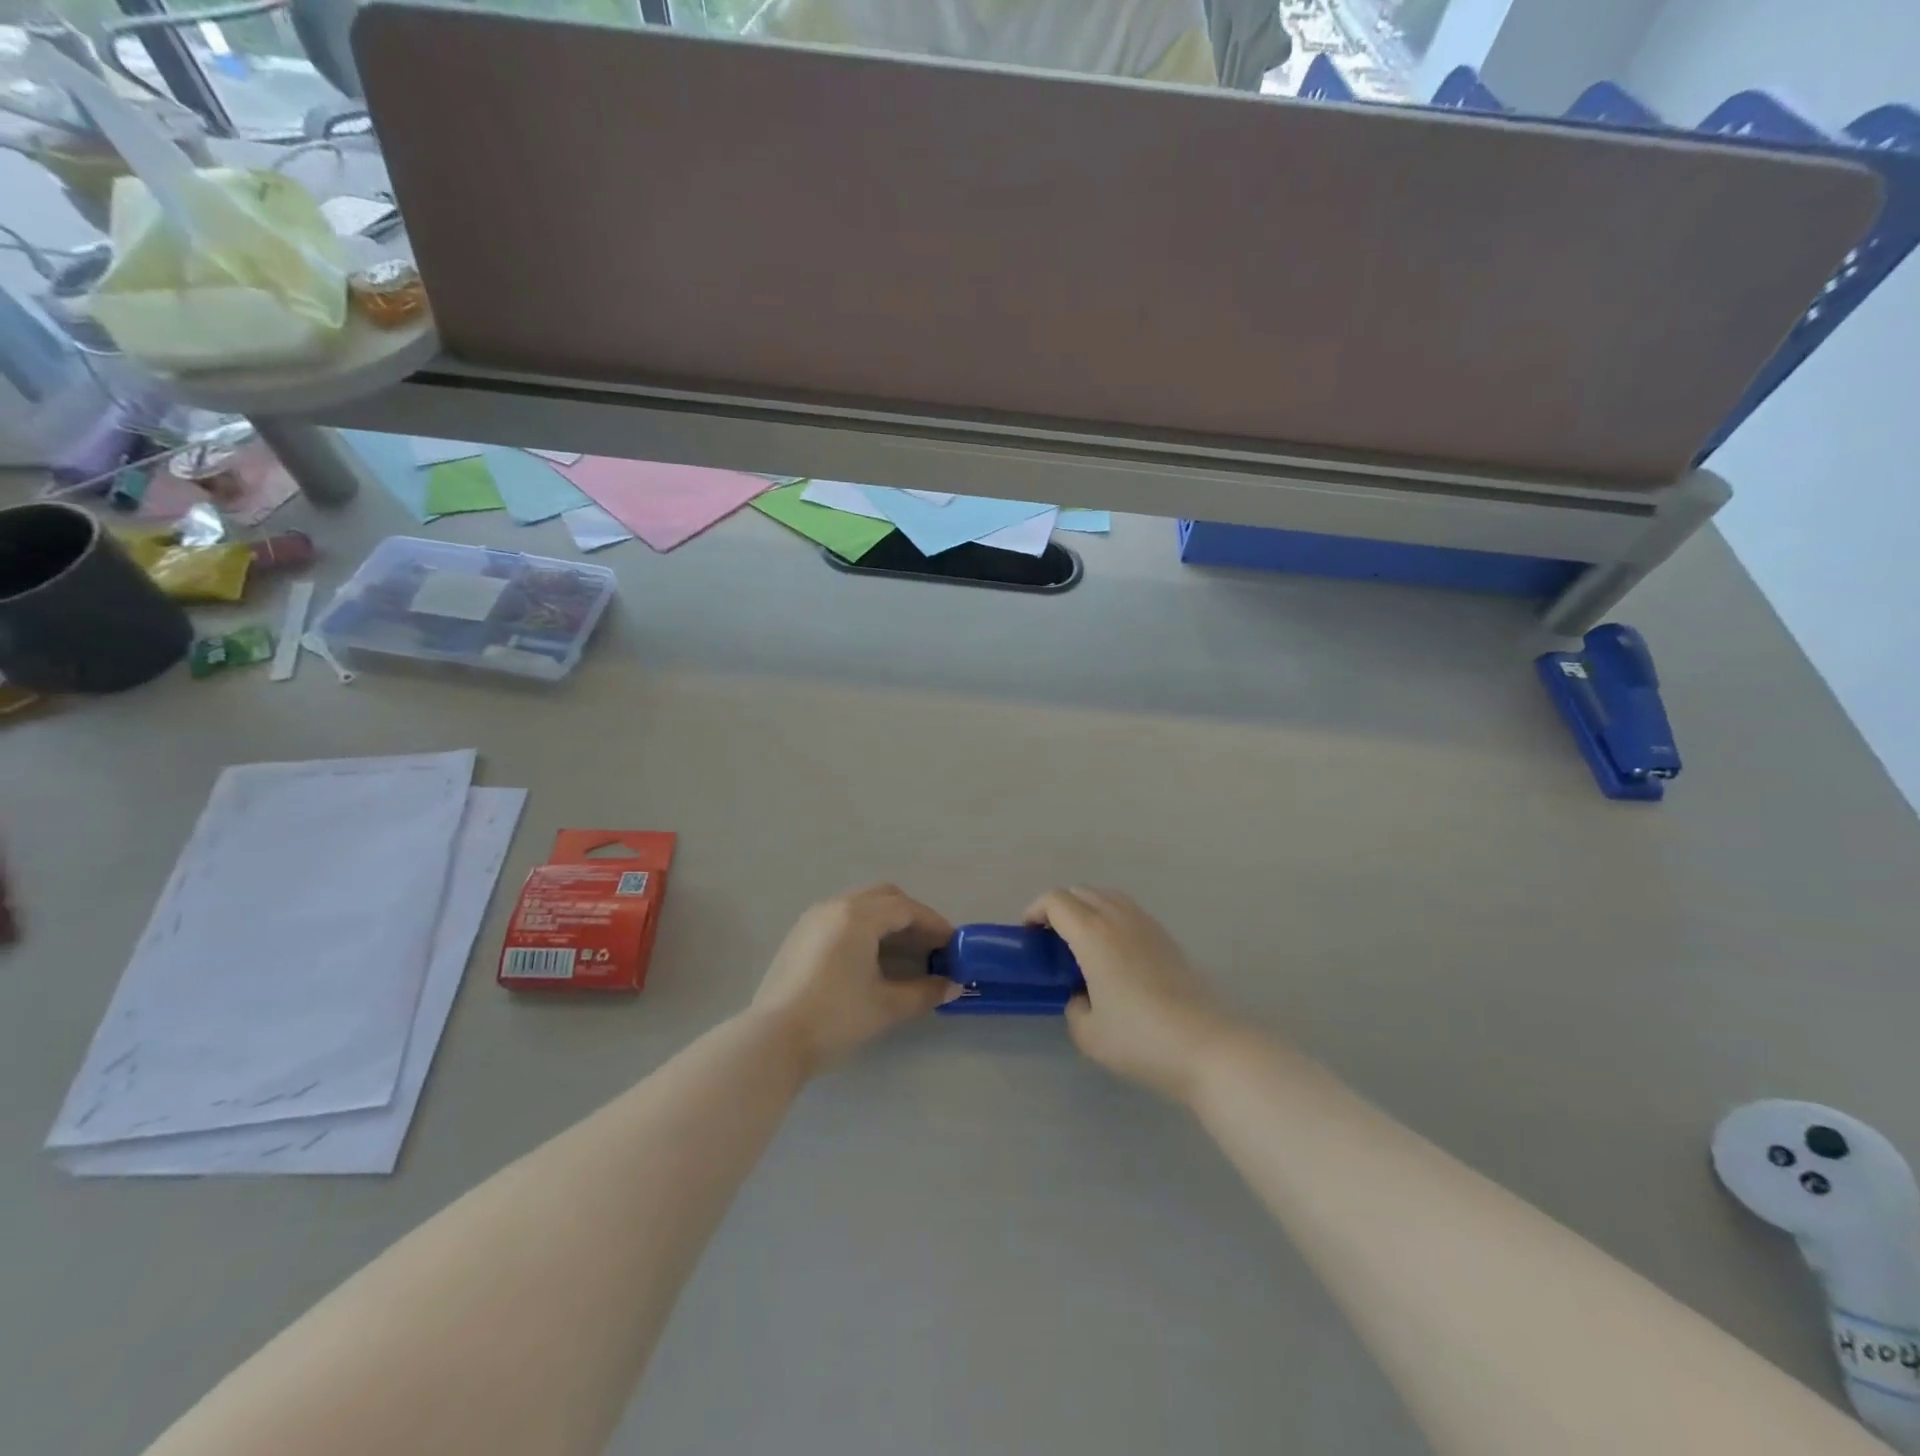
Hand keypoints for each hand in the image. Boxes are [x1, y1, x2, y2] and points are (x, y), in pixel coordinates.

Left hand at [751, 884, 957, 1073]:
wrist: (772, 1040)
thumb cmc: (835, 1018)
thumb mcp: (886, 1007)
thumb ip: (925, 992)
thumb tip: (954, 986)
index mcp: (858, 916)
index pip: (906, 908)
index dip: (934, 924)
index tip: (953, 944)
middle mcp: (835, 906)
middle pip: (884, 897)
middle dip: (911, 916)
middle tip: (930, 945)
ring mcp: (813, 919)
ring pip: (860, 905)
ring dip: (887, 921)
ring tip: (905, 953)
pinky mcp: (799, 936)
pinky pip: (841, 918)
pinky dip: (864, 928)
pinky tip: (871, 959)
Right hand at [1025, 887, 1234, 1103]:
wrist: (1206, 1046)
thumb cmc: (1140, 1039)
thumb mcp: (1088, 1033)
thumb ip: (1073, 1006)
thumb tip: (1081, 994)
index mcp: (1092, 934)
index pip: (1056, 901)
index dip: (1035, 911)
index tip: (1028, 935)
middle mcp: (1118, 918)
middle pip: (1080, 891)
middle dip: (1058, 907)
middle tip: (1050, 939)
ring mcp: (1146, 924)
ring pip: (1106, 896)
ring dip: (1086, 907)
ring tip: (1080, 940)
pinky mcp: (1166, 937)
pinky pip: (1127, 910)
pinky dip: (1110, 916)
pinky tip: (1112, 951)